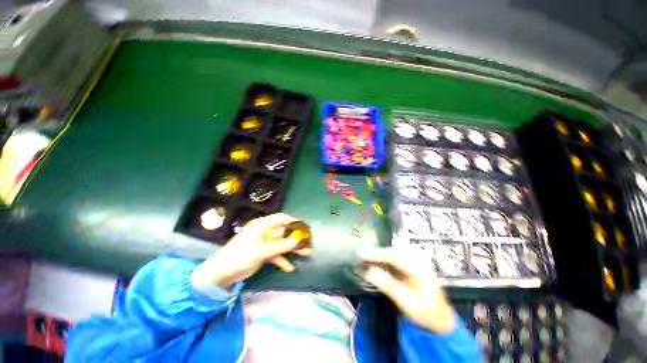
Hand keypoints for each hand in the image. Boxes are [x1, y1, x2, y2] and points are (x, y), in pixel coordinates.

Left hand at [193, 213, 309, 289]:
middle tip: (307, 241)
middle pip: (283, 232)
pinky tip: (289, 268)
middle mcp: (264, 232)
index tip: (303, 226)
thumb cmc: (240, 256)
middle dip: (295, 237)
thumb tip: (296, 241)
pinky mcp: (263, 254)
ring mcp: (264, 244)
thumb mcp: (261, 251)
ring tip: (305, 254)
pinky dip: (282, 260)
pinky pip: (276, 255)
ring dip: (292, 250)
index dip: (292, 220)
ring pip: (281, 244)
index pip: (279, 218)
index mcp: (262, 226)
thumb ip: (280, 246)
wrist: (221, 274)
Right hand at [359, 248, 454, 333]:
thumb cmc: (427, 316)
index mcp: (420, 270)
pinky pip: (394, 260)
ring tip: (365, 259)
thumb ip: (389, 287)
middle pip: (393, 252)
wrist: (442, 323)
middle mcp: (417, 262)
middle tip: (360, 257)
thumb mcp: (409, 305)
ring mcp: (414, 264)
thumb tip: (369, 271)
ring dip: (379, 256)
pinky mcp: (410, 268)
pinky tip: (375, 264)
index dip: (377, 255)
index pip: (395, 257)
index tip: (361, 255)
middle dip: (376, 253)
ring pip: (393, 254)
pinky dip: (383, 261)